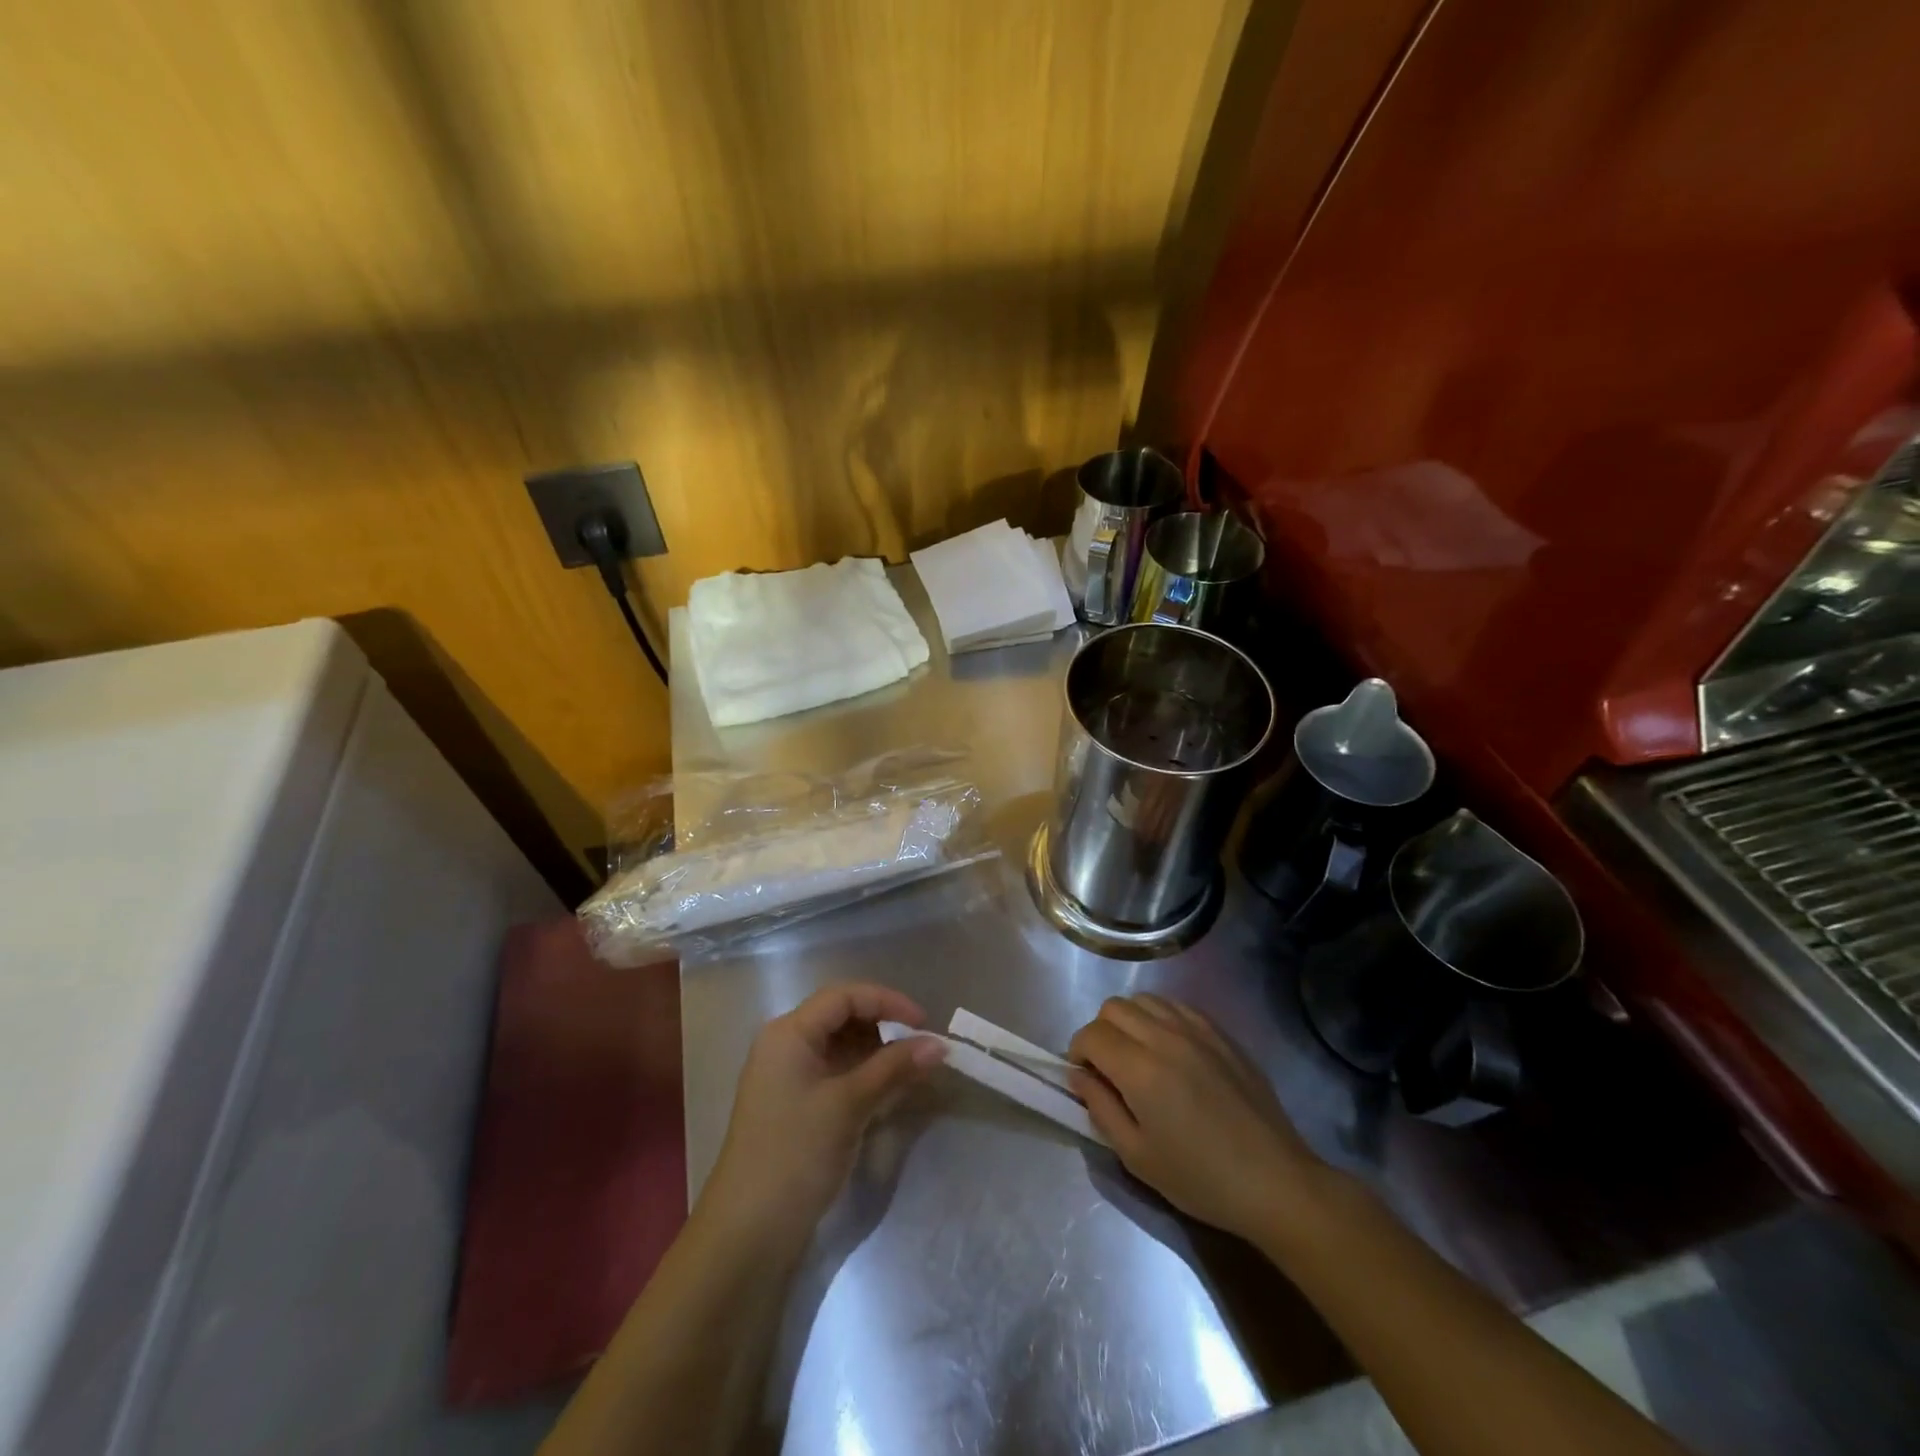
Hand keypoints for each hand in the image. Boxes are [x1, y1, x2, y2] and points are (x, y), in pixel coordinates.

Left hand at [697, 983, 945, 1248]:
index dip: (888, 1001)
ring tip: (913, 1071)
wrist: (748, 1233)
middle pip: (843, 1018)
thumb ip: (894, 1068)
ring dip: (878, 1054)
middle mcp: (786, 1046)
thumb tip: (940, 1044)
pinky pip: (837, 1074)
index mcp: (789, 1033)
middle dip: (885, 1027)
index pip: (845, 996)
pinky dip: (865, 1077)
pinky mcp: (796, 1106)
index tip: (925, 1023)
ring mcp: (789, 1077)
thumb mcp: (849, 1105)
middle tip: (922, 1048)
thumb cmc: (796, 1154)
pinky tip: (891, 1092)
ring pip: (842, 1047)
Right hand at [1069, 994, 1325, 1241]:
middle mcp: (1165, 1037)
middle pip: (1114, 1007)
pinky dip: (1160, 1018)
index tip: (1084, 1077)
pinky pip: (1177, 1007)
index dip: (1078, 1052)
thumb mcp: (1137, 1156)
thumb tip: (1079, 1075)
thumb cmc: (1200, 1178)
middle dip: (1100, 1032)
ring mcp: (1197, 1030)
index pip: (1091, 1035)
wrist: (1275, 1181)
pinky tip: (1170, 1051)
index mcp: (1141, 1069)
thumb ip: (1100, 1108)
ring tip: (1138, 1055)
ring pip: (1145, 1000)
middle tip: (1108, 1067)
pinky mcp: (1221, 1033)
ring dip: (1130, 1021)